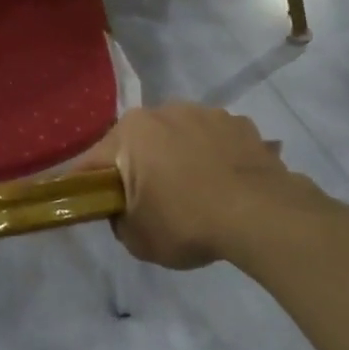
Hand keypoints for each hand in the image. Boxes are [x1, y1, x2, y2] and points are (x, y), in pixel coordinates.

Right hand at [79, 104, 312, 268]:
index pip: (93, 161)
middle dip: (140, 168)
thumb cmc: (187, 222)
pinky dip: (214, 157)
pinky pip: (215, 140)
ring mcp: (205, 112)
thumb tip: (125, 211)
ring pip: (179, 136)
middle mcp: (163, 110)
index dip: (87, 185)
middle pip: (139, 143)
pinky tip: (226, 185)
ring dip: (179, 157)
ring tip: (197, 194)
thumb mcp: (138, 239)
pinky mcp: (240, 123)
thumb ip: (119, 221)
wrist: (261, 215)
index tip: (90, 203)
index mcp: (131, 132)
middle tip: (151, 203)